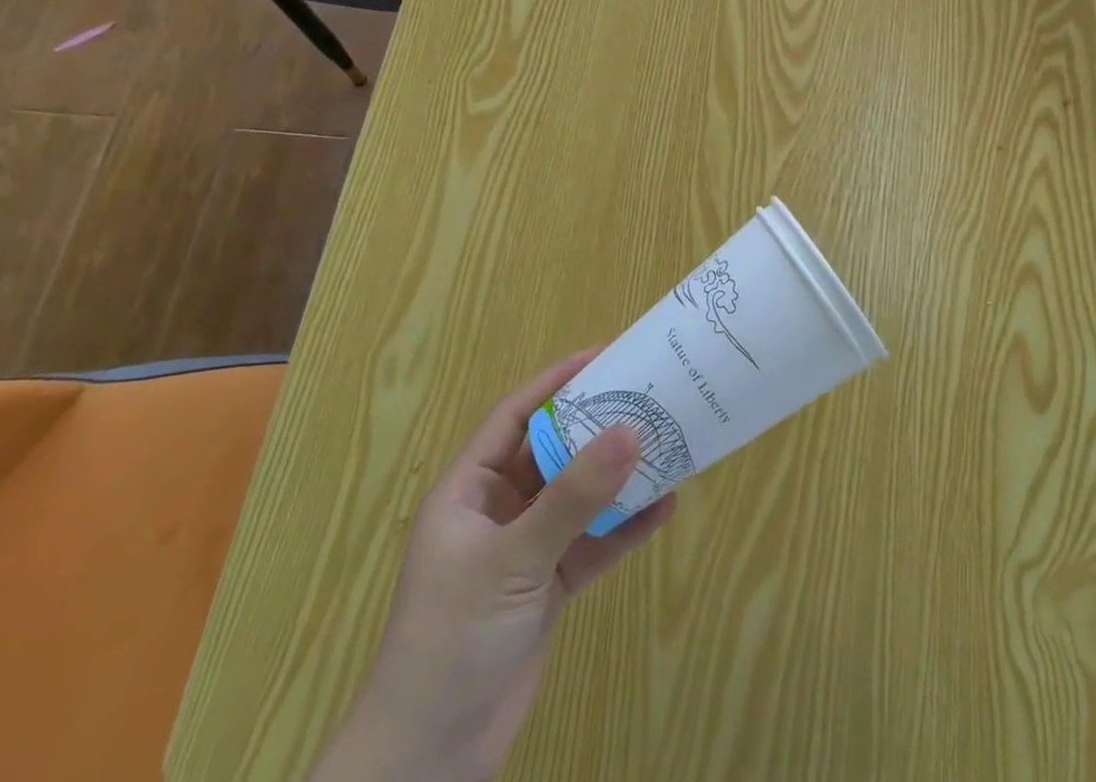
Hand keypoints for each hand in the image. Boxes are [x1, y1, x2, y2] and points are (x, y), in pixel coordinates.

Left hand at [310, 351, 675, 781]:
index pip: (516, 417)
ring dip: (619, 476)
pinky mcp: (549, 586)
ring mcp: (526, 549)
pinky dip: (626, 527)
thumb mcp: (512, 560)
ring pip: (579, 496)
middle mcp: (498, 511)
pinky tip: (664, 508)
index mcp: (469, 491)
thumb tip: (630, 431)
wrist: (428, 760)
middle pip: (555, 451)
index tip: (605, 355)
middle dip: (599, 426)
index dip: (557, 382)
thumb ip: (573, 498)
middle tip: (649, 396)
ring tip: (667, 444)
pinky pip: (593, 542)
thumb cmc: (451, 639)